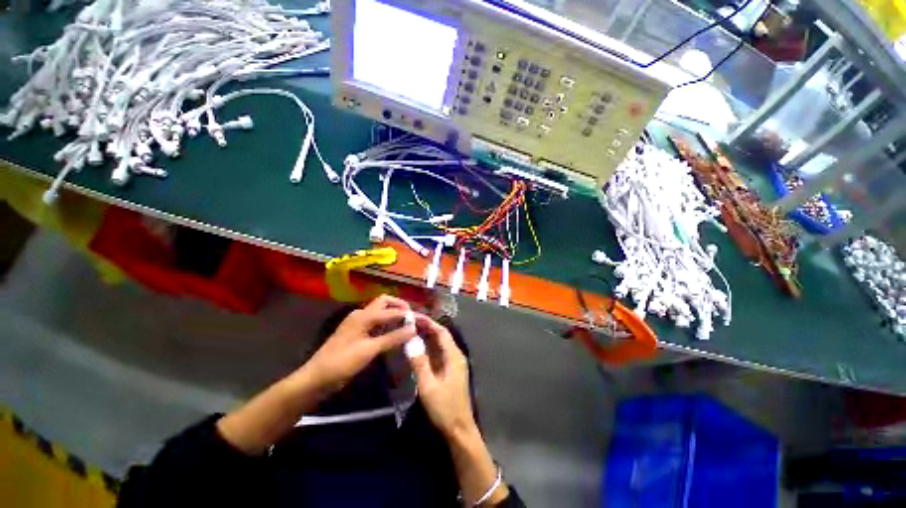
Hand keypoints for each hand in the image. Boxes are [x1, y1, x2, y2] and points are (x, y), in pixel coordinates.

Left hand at [303, 295, 415, 392]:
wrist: (316, 378)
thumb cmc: (342, 363)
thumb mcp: (369, 350)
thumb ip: (392, 338)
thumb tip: (413, 328)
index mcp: (363, 316)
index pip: (390, 310)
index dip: (406, 314)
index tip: (421, 319)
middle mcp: (360, 314)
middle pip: (383, 302)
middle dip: (398, 306)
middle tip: (411, 316)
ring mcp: (357, 322)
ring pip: (379, 311)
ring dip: (392, 313)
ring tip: (406, 322)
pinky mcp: (355, 332)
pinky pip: (375, 321)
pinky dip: (386, 322)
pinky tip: (392, 331)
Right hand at [408, 314, 476, 438]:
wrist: (459, 429)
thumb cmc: (445, 408)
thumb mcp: (429, 386)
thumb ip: (420, 363)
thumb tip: (411, 341)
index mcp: (454, 356)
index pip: (441, 332)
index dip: (428, 322)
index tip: (414, 316)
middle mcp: (456, 356)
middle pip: (442, 335)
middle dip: (427, 327)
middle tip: (410, 322)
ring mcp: (454, 363)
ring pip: (440, 344)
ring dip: (427, 336)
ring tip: (411, 330)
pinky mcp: (450, 371)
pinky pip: (439, 353)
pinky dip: (429, 347)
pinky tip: (418, 348)